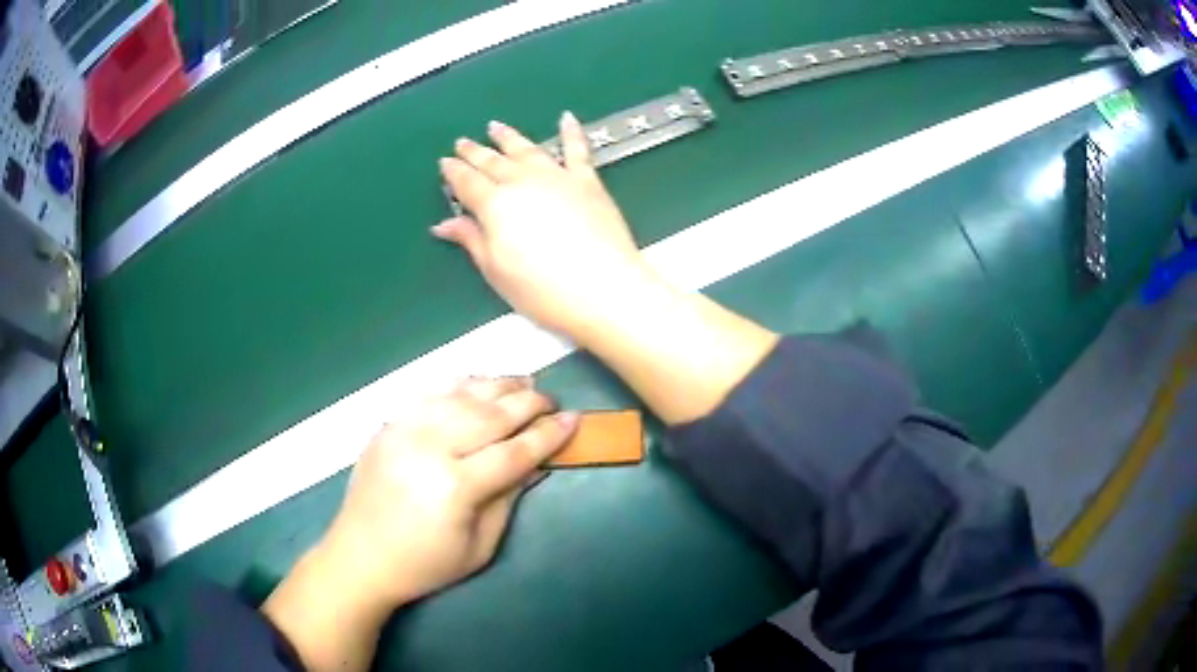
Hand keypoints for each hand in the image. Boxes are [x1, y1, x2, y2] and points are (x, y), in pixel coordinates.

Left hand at [262, 378, 577, 670]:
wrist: (361, 557)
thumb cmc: (426, 564)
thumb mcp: (480, 546)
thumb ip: (509, 498)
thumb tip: (538, 462)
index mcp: (455, 487)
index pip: (514, 452)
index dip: (547, 435)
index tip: (573, 419)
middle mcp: (429, 448)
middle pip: (490, 415)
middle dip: (527, 403)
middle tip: (551, 399)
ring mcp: (404, 431)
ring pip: (461, 396)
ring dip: (497, 386)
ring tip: (524, 382)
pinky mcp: (388, 425)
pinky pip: (429, 393)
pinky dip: (459, 384)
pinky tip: (479, 383)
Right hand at [435, 113, 662, 336]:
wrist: (603, 289)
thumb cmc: (546, 290)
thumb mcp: (496, 270)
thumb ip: (471, 240)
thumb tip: (445, 225)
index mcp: (496, 205)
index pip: (467, 182)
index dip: (454, 172)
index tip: (446, 163)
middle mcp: (524, 183)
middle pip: (493, 161)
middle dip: (475, 151)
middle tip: (463, 142)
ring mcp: (557, 178)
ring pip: (527, 149)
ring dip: (509, 137)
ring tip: (496, 127)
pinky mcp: (588, 182)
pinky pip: (577, 150)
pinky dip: (571, 132)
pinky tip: (567, 119)